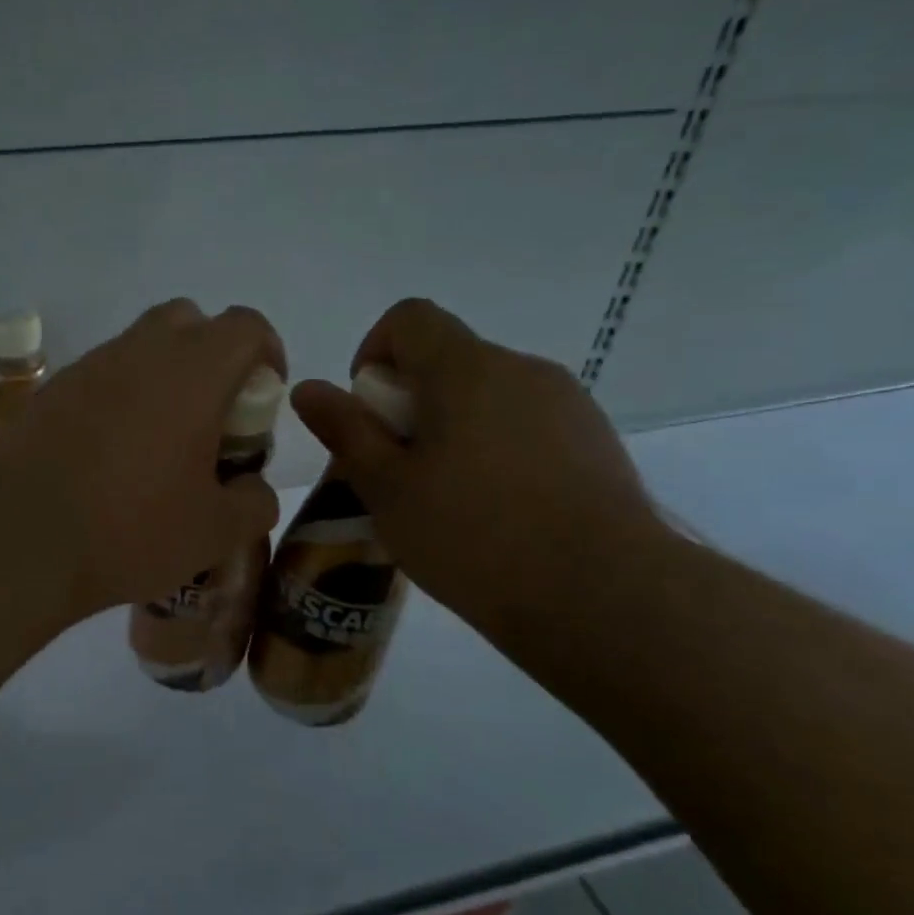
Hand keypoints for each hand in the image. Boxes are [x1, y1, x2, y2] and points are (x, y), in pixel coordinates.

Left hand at [0, 299, 284, 617]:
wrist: (19, 536)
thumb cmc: (131, 528)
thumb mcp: (214, 531)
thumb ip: (253, 503)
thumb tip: (253, 489)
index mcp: (194, 371)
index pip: (246, 326)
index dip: (266, 353)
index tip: (262, 398)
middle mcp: (139, 351)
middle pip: (188, 320)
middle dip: (209, 355)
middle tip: (209, 415)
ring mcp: (87, 367)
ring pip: (137, 347)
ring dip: (159, 377)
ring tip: (155, 442)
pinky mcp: (48, 391)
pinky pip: (96, 377)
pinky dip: (115, 399)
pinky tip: (105, 454)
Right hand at [290, 299, 660, 638]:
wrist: (605, 596)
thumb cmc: (474, 535)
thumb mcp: (387, 487)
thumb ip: (345, 430)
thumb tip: (308, 387)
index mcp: (466, 369)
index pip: (409, 318)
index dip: (374, 351)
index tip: (370, 412)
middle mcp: (522, 369)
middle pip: (448, 359)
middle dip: (410, 402)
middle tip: (399, 472)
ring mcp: (568, 404)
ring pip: (488, 395)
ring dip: (454, 428)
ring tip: (448, 499)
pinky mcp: (597, 442)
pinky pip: (527, 424)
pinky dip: (497, 448)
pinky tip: (499, 512)